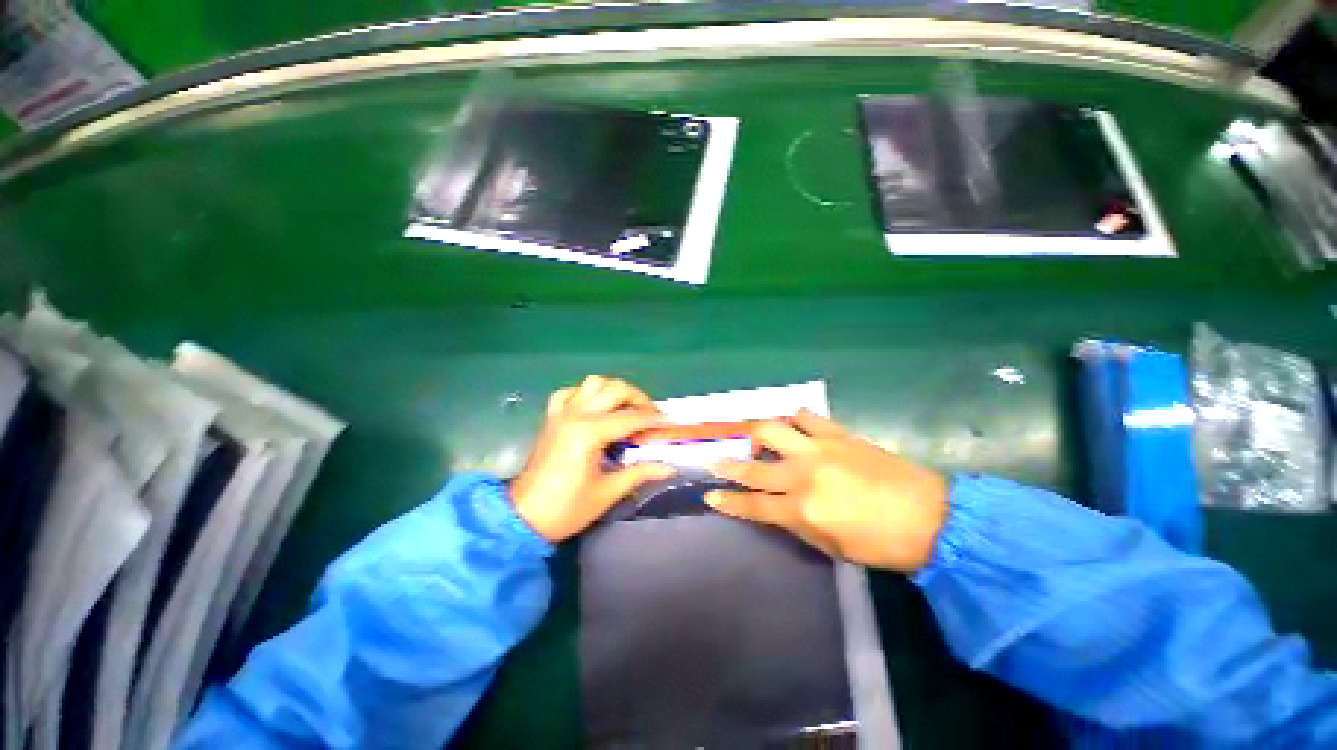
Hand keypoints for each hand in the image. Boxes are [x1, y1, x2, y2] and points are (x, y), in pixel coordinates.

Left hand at [511, 376, 674, 541]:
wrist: (523, 518)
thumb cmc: (567, 508)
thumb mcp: (608, 492)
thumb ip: (640, 473)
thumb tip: (670, 468)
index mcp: (590, 432)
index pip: (631, 417)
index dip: (653, 420)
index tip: (669, 423)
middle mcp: (576, 414)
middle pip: (615, 389)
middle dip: (638, 398)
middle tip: (650, 416)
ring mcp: (561, 413)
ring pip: (593, 383)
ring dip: (614, 390)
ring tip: (626, 408)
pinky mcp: (551, 418)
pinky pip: (569, 393)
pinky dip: (585, 394)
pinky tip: (594, 408)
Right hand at [706, 410, 949, 572]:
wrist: (930, 516)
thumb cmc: (880, 544)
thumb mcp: (832, 547)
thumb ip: (798, 524)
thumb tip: (777, 508)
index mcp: (802, 509)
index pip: (752, 504)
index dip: (728, 500)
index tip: (709, 494)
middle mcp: (803, 474)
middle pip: (753, 467)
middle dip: (728, 465)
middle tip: (715, 461)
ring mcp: (819, 449)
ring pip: (773, 429)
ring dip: (759, 435)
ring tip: (760, 442)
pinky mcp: (837, 434)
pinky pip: (806, 416)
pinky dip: (794, 419)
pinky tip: (794, 425)